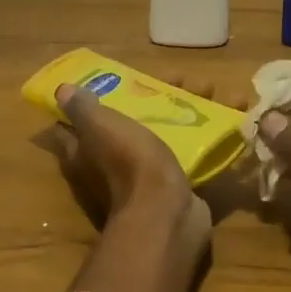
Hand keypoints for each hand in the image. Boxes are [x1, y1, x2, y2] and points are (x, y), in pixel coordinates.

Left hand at [48, 80, 212, 253]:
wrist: (165, 214)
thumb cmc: (129, 165)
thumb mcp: (101, 128)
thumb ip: (82, 109)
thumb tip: (62, 91)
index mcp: (87, 153)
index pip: (75, 125)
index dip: (87, 101)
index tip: (106, 80)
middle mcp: (110, 167)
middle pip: (129, 125)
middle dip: (151, 98)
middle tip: (176, 77)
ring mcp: (145, 180)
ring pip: (164, 136)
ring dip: (186, 112)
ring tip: (211, 88)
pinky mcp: (175, 187)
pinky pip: (191, 153)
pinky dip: (210, 136)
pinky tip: (229, 115)